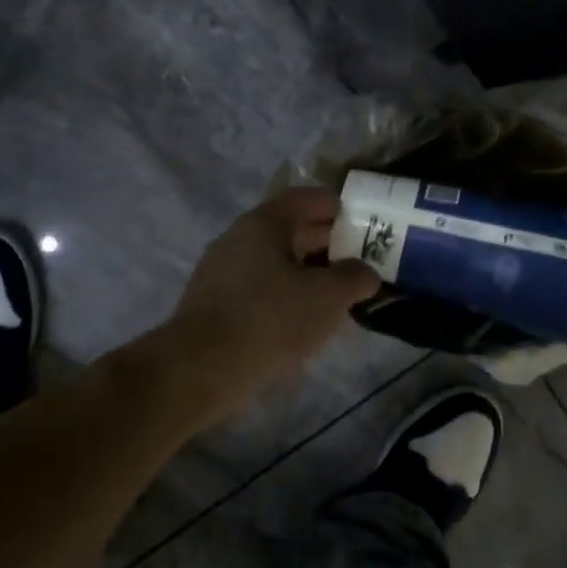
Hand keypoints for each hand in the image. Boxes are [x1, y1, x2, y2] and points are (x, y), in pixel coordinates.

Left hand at [164, 188, 379, 416]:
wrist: (201, 368)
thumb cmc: (270, 319)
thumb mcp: (328, 296)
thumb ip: (355, 277)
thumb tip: (365, 272)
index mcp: (264, 223)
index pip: (304, 199)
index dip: (335, 206)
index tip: (361, 220)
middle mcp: (238, 238)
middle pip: (288, 229)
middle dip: (324, 241)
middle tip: (357, 258)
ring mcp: (221, 271)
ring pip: (273, 261)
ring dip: (304, 271)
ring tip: (334, 291)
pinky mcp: (214, 303)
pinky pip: (258, 287)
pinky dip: (283, 293)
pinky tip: (301, 317)